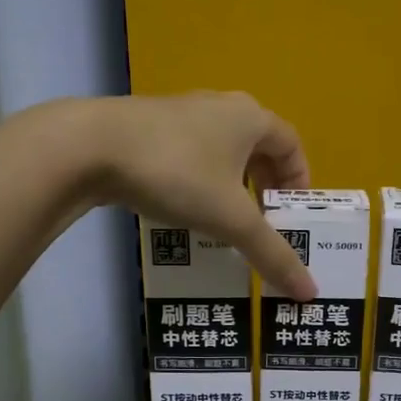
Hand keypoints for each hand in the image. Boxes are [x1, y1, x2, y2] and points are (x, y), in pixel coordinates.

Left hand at [85, 92, 316, 298]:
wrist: (90, 147)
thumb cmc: (178, 173)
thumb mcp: (231, 219)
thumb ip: (272, 254)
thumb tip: (310, 293)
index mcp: (250, 118)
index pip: (291, 144)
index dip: (299, 180)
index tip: (293, 215)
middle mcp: (220, 107)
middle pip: (257, 146)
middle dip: (266, 185)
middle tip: (264, 223)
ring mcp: (181, 113)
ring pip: (221, 151)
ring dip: (232, 185)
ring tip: (226, 223)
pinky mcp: (148, 128)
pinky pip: (190, 155)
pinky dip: (199, 182)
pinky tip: (185, 211)